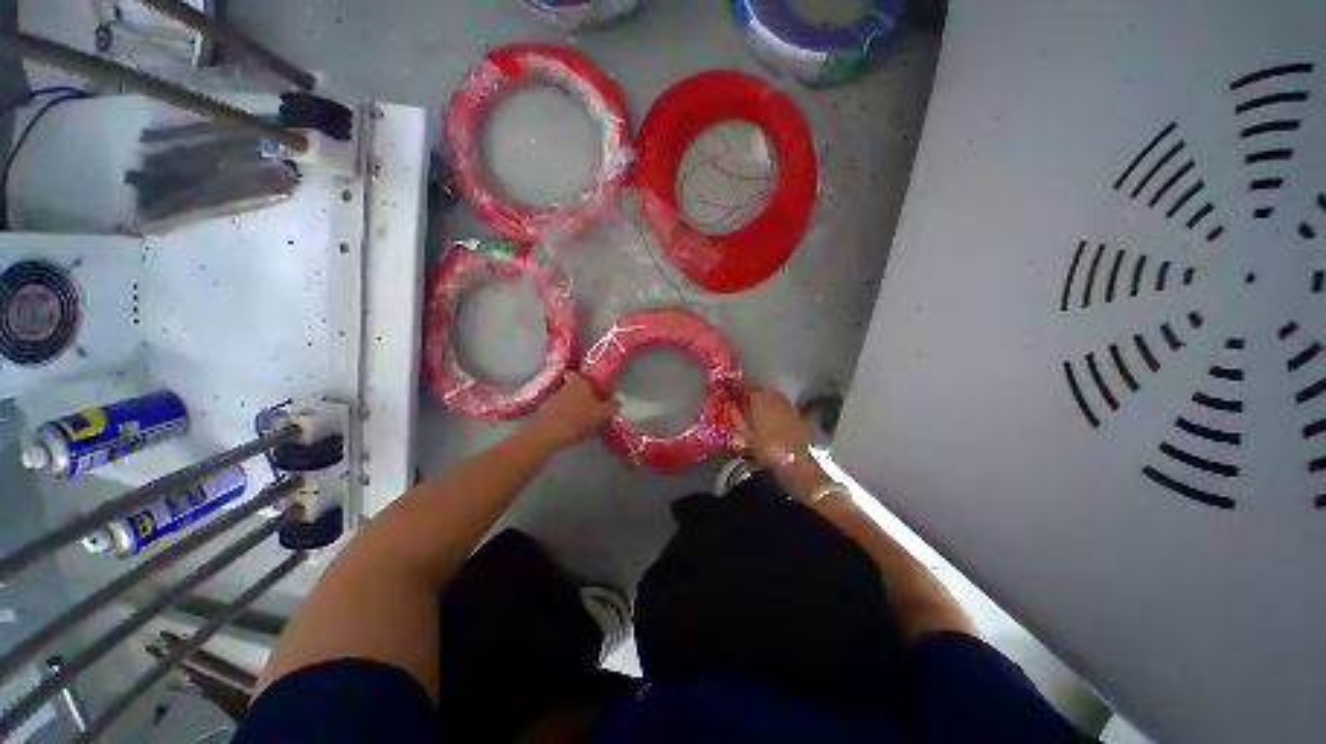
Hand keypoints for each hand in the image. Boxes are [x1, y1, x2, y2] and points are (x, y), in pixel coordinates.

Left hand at [531, 372, 620, 449]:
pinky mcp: (543, 411)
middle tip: (591, 407)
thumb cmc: (579, 419)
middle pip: (574, 387)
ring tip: (581, 420)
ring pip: (566, 399)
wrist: (548, 435)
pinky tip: (569, 427)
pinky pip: (557, 411)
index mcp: (580, 382)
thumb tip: (617, 401)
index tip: (594, 391)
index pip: (581, 375)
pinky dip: (563, 416)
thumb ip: (612, 406)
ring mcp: (552, 398)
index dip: (587, 381)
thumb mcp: (603, 414)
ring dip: (572, 406)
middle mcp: (565, 386)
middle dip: (581, 395)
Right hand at [728, 384, 811, 469]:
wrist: (794, 462)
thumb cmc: (766, 450)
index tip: (733, 386)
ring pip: (775, 394)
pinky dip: (776, 403)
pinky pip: (784, 403)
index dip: (740, 386)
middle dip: (753, 389)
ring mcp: (788, 407)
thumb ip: (737, 419)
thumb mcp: (747, 436)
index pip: (748, 388)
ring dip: (765, 394)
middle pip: (763, 388)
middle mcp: (775, 400)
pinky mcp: (798, 415)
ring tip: (758, 401)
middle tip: (745, 393)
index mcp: (761, 403)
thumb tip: (729, 407)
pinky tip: (773, 411)